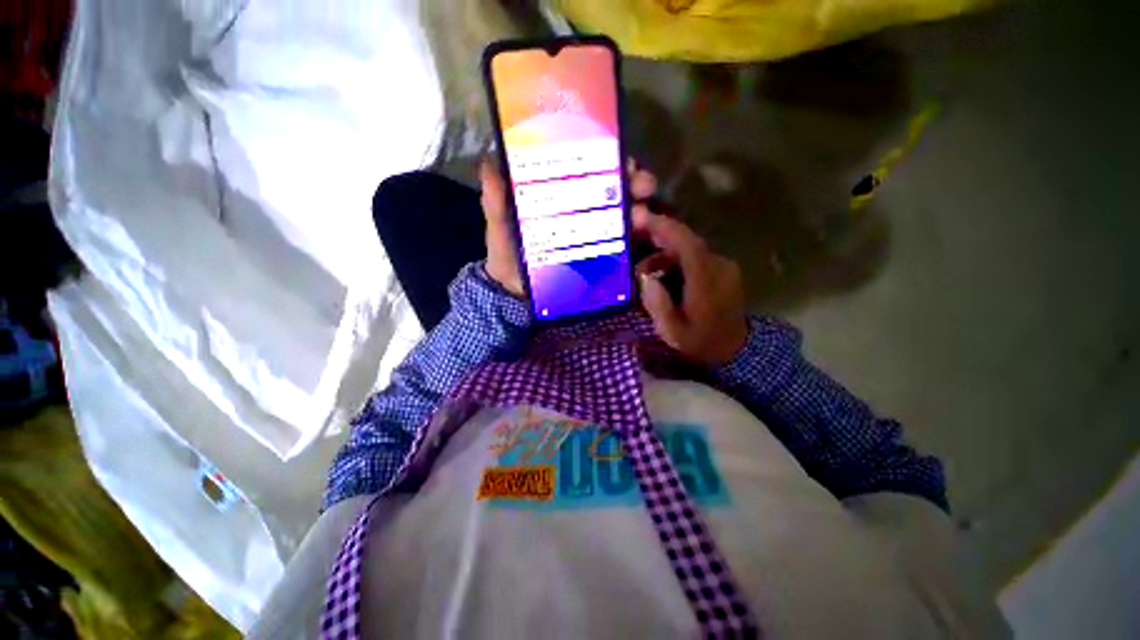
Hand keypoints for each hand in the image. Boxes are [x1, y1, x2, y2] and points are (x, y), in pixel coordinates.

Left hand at [479, 159, 659, 297]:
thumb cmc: (508, 255)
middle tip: (642, 185)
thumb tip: (490, 161)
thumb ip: (495, 200)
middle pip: (614, 191)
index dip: (608, 159)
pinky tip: (643, 237)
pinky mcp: (601, 259)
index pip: (588, 171)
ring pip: (624, 216)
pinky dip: (637, 240)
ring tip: (642, 216)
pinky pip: (624, 247)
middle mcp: (583, 211)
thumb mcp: (500, 224)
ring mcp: (594, 236)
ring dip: (639, 211)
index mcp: (562, 197)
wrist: (515, 294)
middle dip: (634, 183)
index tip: (622, 157)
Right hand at [634, 211, 748, 366]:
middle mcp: (718, 267)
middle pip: (687, 241)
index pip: (686, 244)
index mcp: (706, 281)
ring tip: (642, 268)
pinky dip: (675, 259)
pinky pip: (695, 257)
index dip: (663, 228)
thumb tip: (644, 277)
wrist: (735, 350)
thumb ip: (657, 304)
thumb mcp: (673, 332)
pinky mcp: (722, 271)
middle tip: (633, 233)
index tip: (641, 217)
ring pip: (690, 248)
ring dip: (664, 251)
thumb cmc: (700, 343)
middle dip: (659, 234)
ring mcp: (723, 267)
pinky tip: (660, 274)